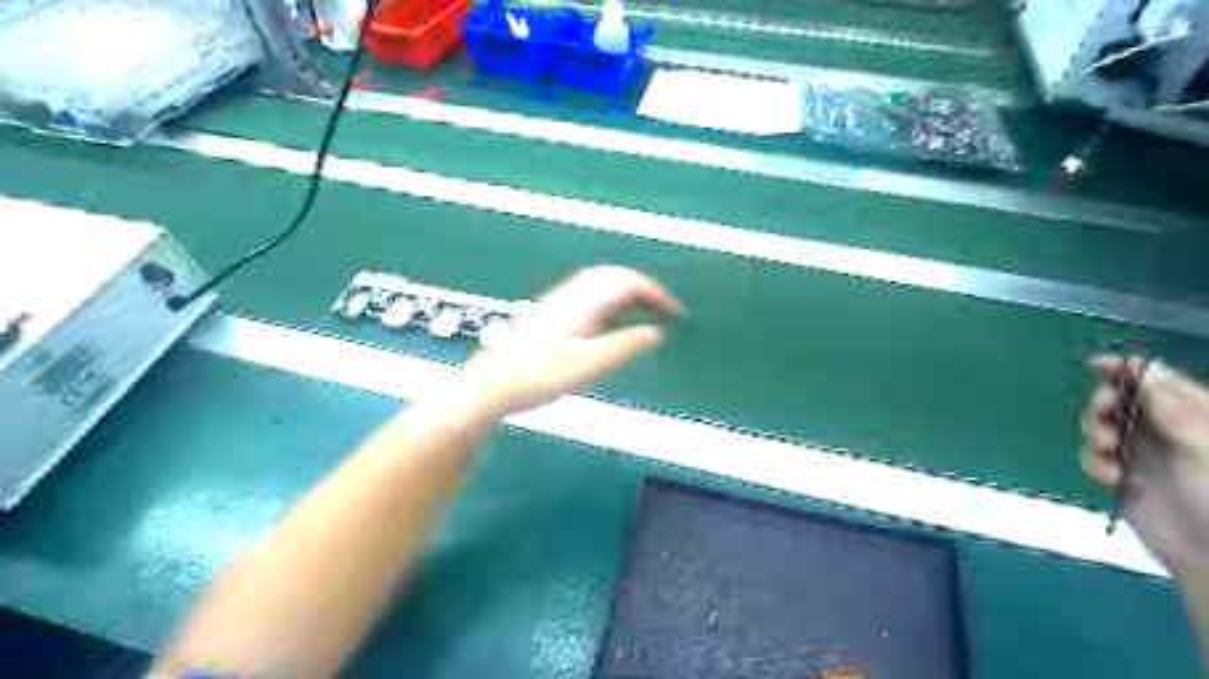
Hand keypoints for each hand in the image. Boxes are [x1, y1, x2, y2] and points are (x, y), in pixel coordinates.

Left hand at [463, 265, 678, 416]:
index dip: (657, 294)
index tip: (676, 312)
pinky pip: (590, 297)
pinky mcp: (550, 316)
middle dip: (644, 289)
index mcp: (584, 303)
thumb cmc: (539, 377)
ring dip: (627, 293)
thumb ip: (625, 346)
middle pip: (614, 277)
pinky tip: (611, 323)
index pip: (628, 282)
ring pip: (601, 285)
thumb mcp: (590, 366)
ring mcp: (558, 304)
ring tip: (644, 313)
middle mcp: (571, 296)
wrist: (492, 385)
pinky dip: (612, 303)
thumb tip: (655, 333)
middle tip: (664, 309)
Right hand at [1086, 359, 1207, 568]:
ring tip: (1108, 452)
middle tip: (1104, 417)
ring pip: (1100, 427)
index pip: (1158, 381)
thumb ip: (1172, 408)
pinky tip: (1112, 479)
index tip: (1098, 365)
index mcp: (1196, 417)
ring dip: (1095, 435)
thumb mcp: (1203, 449)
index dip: (1127, 370)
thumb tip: (1144, 369)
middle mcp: (1166, 431)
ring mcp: (1143, 454)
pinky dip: (1095, 464)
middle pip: (1119, 400)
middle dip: (1104, 406)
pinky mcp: (1123, 476)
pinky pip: (1093, 458)